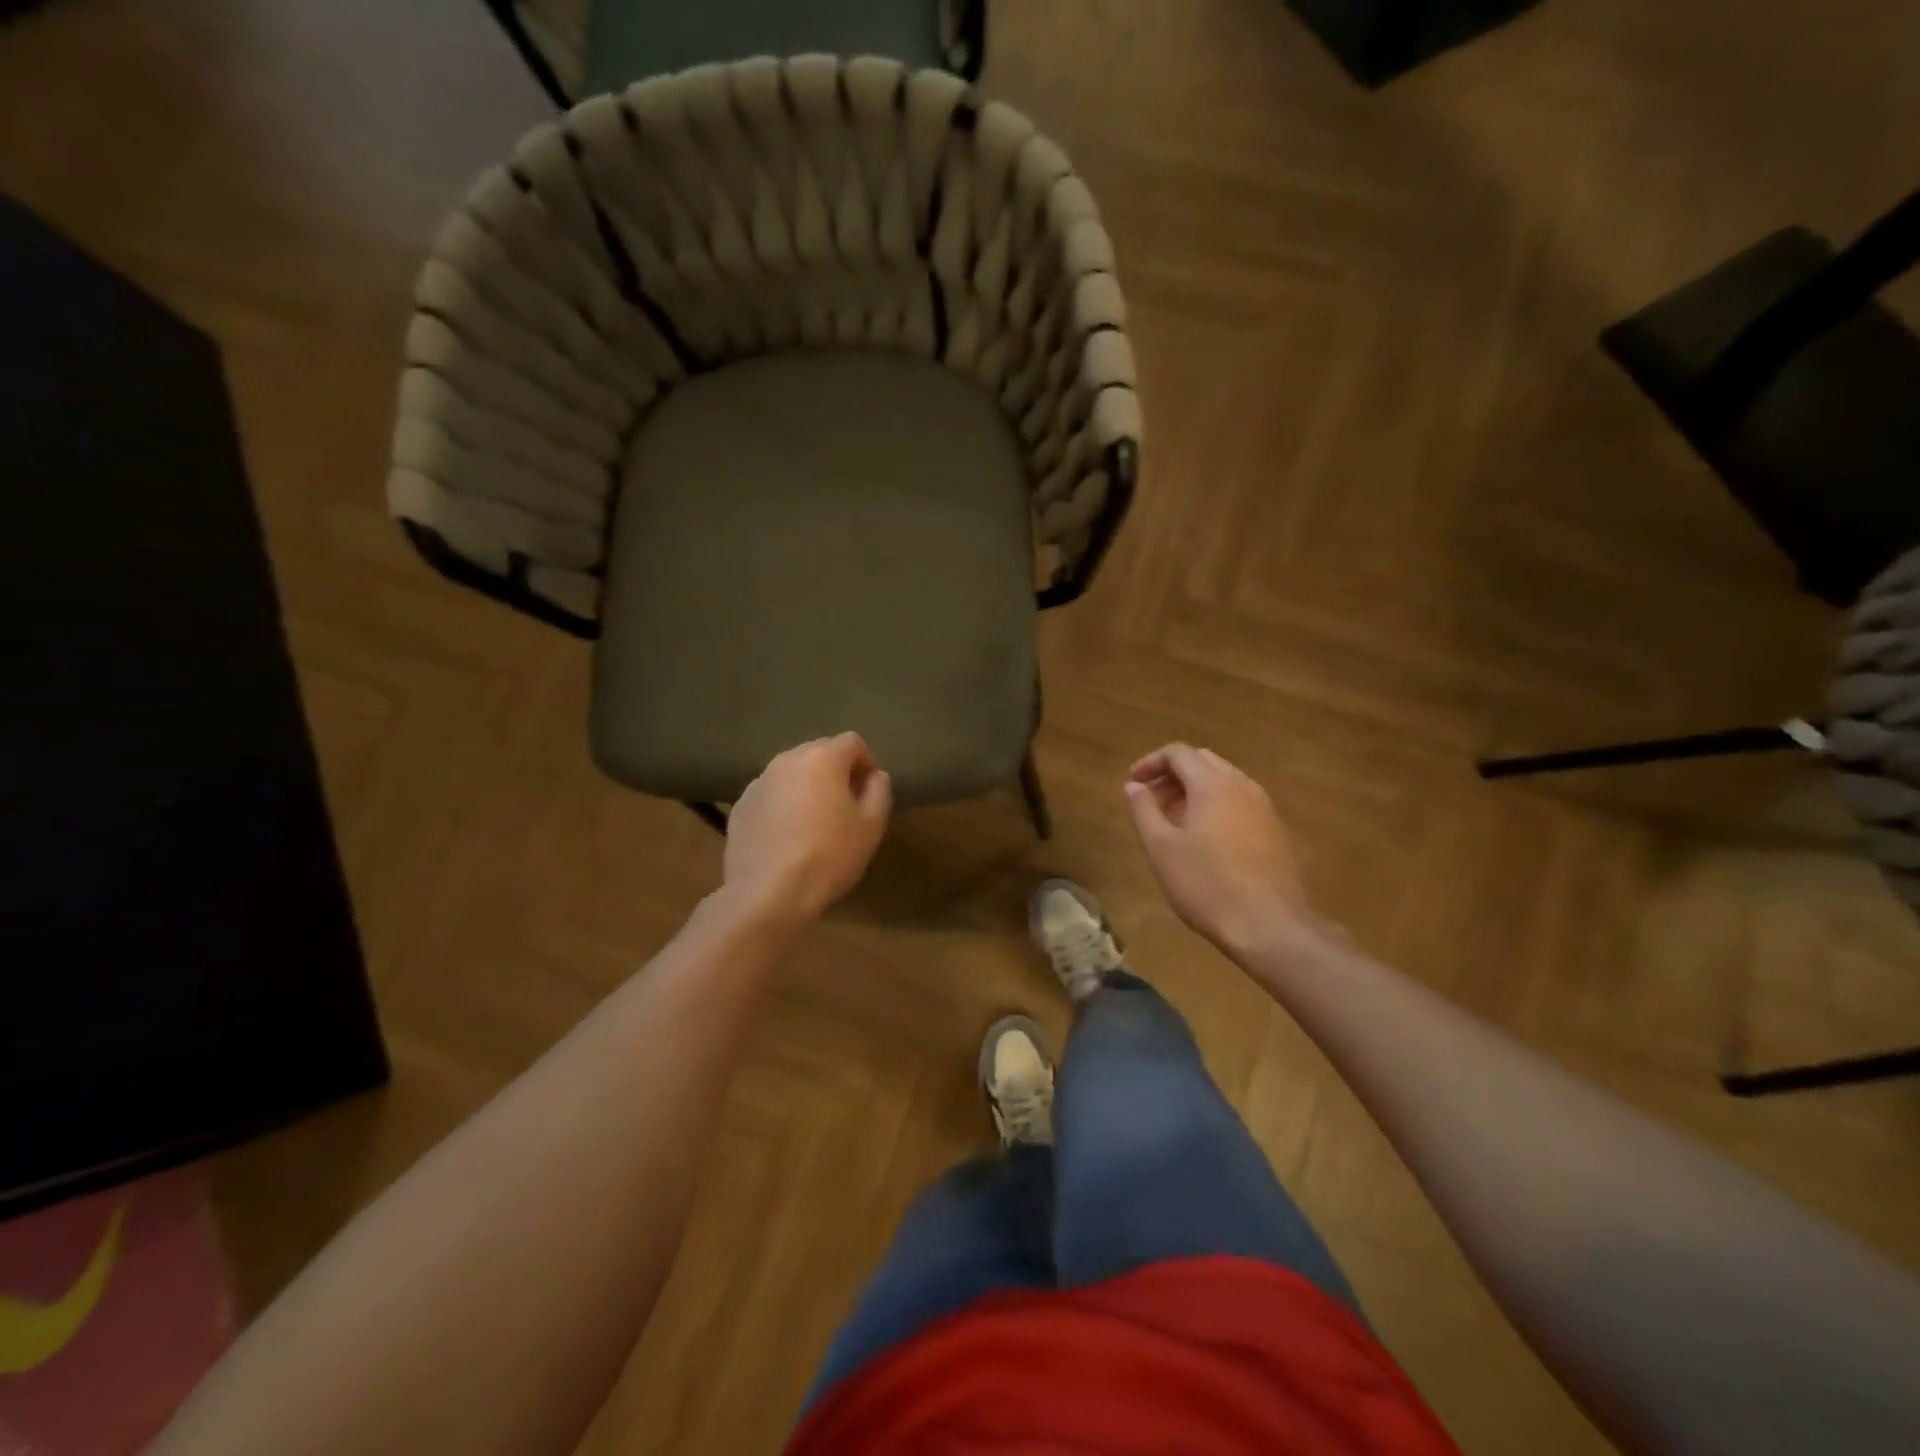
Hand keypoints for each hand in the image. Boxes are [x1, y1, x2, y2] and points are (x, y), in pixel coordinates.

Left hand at [723, 733, 893, 923]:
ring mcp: (758, 783)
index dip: (866, 763)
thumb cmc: (829, 855)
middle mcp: (786, 760)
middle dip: (836, 772)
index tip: (869, 793)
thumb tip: (875, 775)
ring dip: (807, 788)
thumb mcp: (871, 826)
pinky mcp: (739, 807)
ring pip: (792, 774)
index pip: (852, 742)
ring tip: (814, 824)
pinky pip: (770, 796)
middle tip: (845, 807)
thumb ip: (879, 791)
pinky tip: (787, 839)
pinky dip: (782, 806)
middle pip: (819, 752)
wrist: (769, 894)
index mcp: (822, 758)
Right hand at [1124, 745, 1318, 957]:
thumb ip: (1144, 810)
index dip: (1151, 762)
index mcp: (1212, 784)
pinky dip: (1215, 805)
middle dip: (1172, 774)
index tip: (1133, 783)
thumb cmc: (1206, 884)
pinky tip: (1203, 839)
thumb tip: (1134, 785)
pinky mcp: (1274, 831)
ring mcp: (1263, 808)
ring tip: (1172, 820)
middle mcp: (1242, 786)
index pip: (1178, 753)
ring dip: (1194, 790)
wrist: (1269, 926)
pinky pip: (1239, 802)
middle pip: (1203, 761)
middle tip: (1150, 800)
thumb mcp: (1161, 848)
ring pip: (1224, 781)